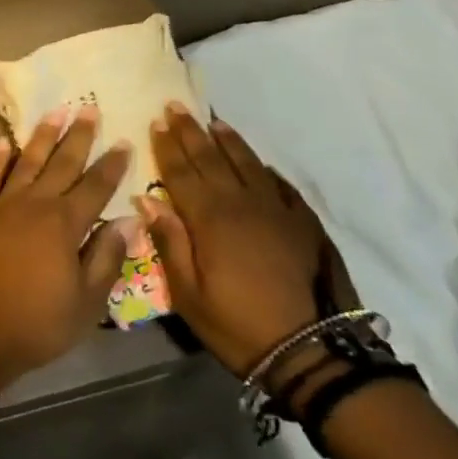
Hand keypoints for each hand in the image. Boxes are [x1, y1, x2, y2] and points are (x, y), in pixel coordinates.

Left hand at [0, 106, 130, 391]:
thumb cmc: (35, 323)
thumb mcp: (86, 303)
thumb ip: (107, 258)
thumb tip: (129, 221)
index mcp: (65, 224)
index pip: (96, 187)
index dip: (112, 165)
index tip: (124, 141)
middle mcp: (35, 204)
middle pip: (62, 164)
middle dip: (79, 136)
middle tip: (89, 108)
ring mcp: (2, 204)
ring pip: (26, 162)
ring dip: (41, 137)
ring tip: (54, 113)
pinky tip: (1, 143)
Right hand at [141, 104, 355, 380]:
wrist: (310, 352)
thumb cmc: (237, 324)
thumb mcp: (188, 294)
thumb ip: (168, 243)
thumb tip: (147, 201)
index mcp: (209, 218)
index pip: (181, 171)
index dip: (167, 146)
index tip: (156, 121)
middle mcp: (240, 203)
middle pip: (211, 158)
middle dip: (191, 131)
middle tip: (177, 106)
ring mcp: (276, 210)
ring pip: (247, 164)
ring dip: (228, 141)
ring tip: (215, 122)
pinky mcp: (303, 223)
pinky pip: (280, 185)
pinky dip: (264, 169)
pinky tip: (259, 163)